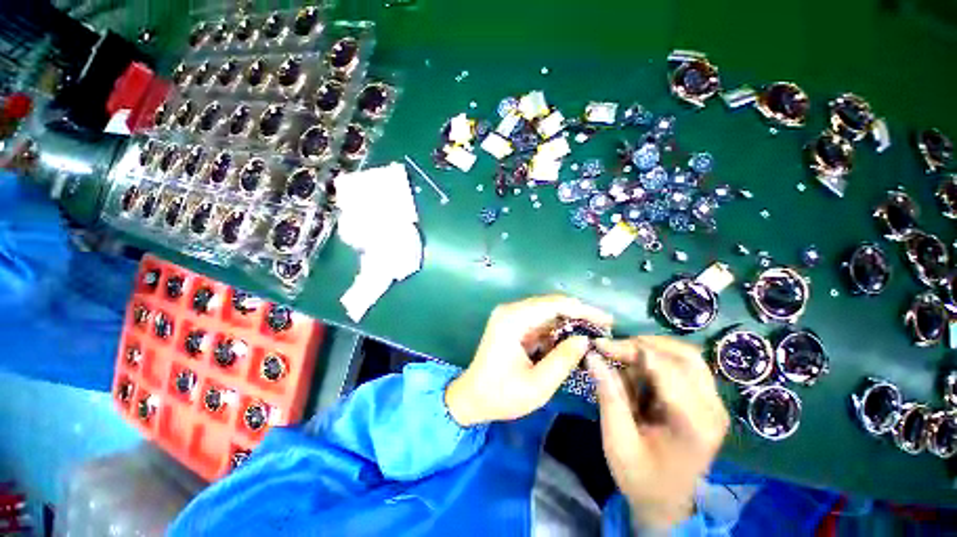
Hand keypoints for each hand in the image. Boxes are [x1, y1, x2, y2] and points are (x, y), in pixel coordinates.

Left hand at [445, 295, 612, 426]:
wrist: (471, 398)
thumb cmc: (501, 395)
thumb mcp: (538, 385)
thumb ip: (563, 360)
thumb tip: (585, 339)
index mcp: (512, 319)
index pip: (554, 305)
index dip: (583, 310)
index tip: (607, 321)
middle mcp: (510, 311)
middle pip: (551, 305)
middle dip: (579, 315)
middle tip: (604, 328)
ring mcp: (510, 316)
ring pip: (547, 312)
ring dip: (569, 322)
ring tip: (594, 334)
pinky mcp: (512, 324)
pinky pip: (539, 321)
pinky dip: (557, 330)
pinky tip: (572, 340)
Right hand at [587, 336, 729, 529]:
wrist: (667, 503)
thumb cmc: (640, 477)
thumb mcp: (617, 441)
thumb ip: (609, 396)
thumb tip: (593, 356)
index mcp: (693, 424)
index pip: (665, 368)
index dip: (629, 349)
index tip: (598, 345)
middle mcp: (713, 409)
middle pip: (682, 354)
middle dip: (642, 345)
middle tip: (612, 350)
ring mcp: (714, 404)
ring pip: (685, 355)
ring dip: (650, 351)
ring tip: (623, 363)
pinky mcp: (708, 401)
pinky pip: (684, 365)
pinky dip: (657, 361)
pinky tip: (639, 376)